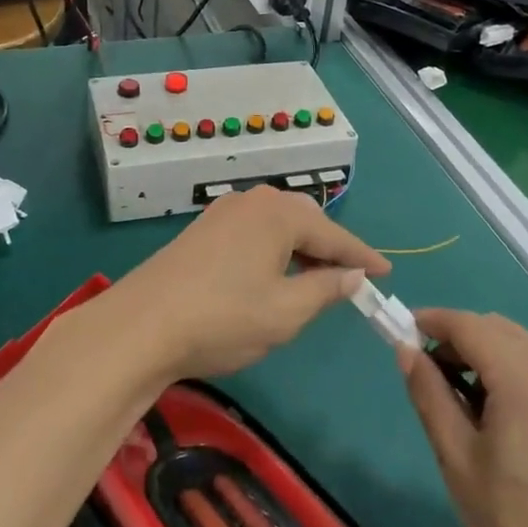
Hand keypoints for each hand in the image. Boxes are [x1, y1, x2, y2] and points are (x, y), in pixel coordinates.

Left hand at [104, 186, 390, 380]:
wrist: (141, 325)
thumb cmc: (223, 318)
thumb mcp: (285, 312)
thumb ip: (325, 289)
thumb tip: (353, 276)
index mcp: (279, 214)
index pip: (334, 234)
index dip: (362, 256)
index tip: (386, 273)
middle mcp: (253, 201)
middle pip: (305, 219)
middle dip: (330, 247)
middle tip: (350, 278)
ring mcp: (222, 212)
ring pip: (276, 223)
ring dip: (300, 247)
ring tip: (315, 277)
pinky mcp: (202, 229)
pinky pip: (253, 230)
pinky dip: (273, 248)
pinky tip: (271, 273)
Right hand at [402, 309, 527, 526]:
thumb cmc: (518, 525)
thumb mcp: (458, 459)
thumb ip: (430, 395)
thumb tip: (407, 351)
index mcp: (524, 376)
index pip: (468, 325)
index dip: (431, 322)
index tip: (400, 335)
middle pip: (496, 330)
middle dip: (456, 339)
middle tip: (425, 375)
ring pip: (520, 348)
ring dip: (483, 356)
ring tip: (458, 402)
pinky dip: (511, 373)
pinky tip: (498, 418)